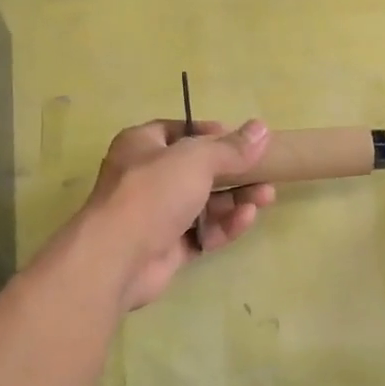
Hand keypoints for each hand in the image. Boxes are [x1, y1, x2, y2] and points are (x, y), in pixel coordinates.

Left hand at [79, 118, 276, 310]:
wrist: (118, 257)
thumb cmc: (153, 193)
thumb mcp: (196, 160)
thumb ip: (231, 148)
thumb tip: (262, 128)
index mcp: (142, 146)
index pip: (179, 132)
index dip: (210, 134)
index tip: (242, 140)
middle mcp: (147, 177)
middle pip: (197, 170)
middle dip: (234, 172)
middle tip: (265, 172)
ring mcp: (157, 215)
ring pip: (204, 203)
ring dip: (235, 200)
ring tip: (266, 196)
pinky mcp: (168, 247)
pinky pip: (202, 232)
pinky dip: (224, 226)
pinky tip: (246, 220)